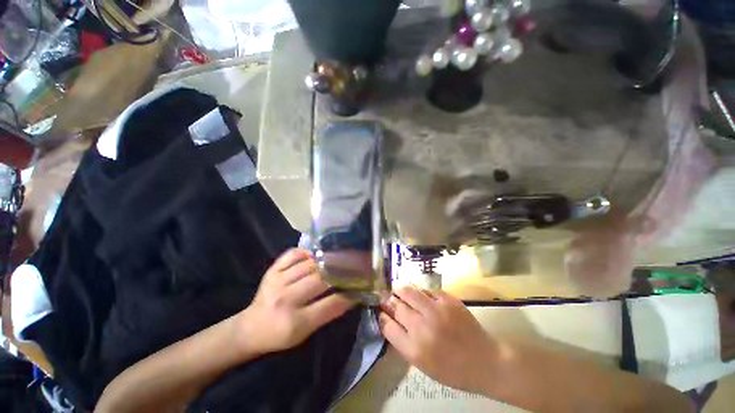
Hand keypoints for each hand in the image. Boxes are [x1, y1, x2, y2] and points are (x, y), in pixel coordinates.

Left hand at [237, 249, 355, 354]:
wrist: (250, 328)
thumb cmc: (280, 335)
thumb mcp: (305, 333)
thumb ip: (327, 313)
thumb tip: (350, 295)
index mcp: (295, 322)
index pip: (330, 304)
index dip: (348, 295)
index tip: (359, 287)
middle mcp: (286, 299)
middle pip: (320, 279)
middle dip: (339, 273)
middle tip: (351, 268)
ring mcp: (277, 281)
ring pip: (309, 264)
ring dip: (326, 261)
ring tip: (337, 259)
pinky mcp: (272, 271)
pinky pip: (293, 254)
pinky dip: (306, 251)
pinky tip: (315, 254)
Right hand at [379, 285, 495, 394]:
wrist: (486, 362)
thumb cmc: (453, 370)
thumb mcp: (423, 365)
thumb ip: (404, 343)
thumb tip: (390, 322)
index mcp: (414, 349)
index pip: (387, 326)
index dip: (382, 316)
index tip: (380, 311)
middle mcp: (422, 327)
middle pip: (396, 306)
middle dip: (388, 300)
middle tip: (387, 297)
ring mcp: (436, 311)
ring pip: (408, 291)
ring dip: (400, 288)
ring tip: (397, 287)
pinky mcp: (448, 300)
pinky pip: (427, 290)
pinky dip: (420, 291)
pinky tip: (419, 293)